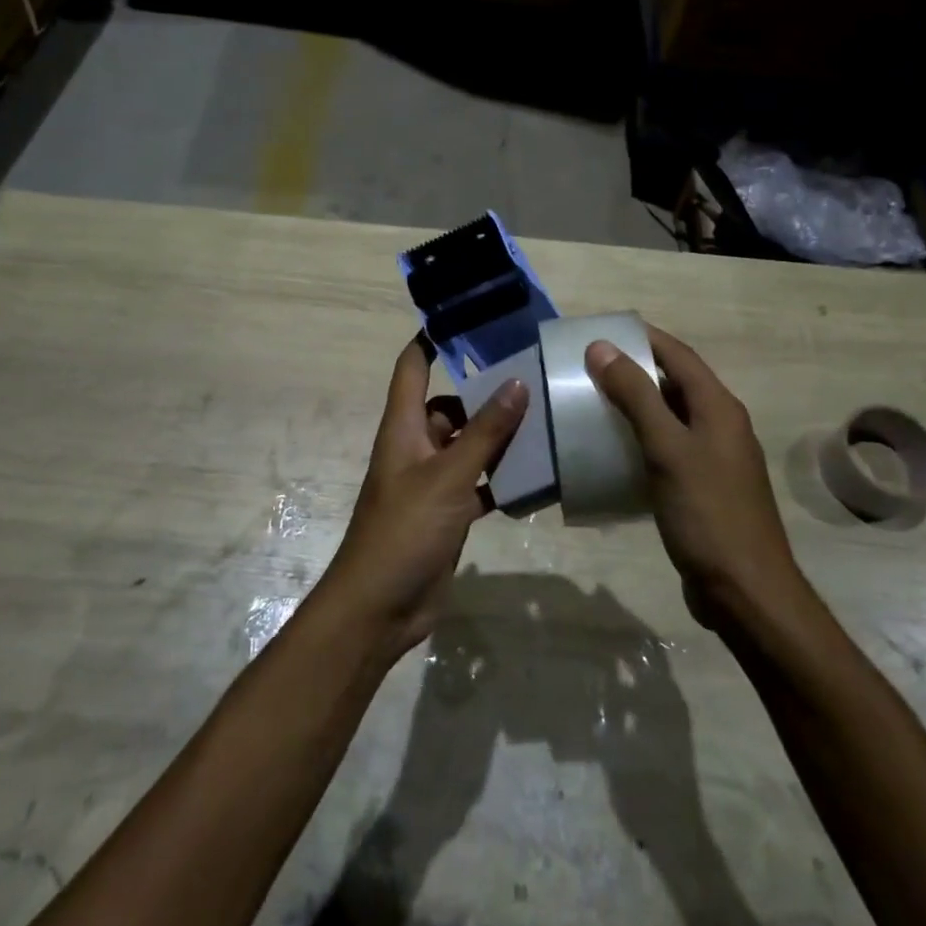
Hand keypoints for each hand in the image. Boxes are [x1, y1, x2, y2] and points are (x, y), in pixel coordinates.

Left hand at [317, 334, 527, 660]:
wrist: (381, 608)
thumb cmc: (406, 530)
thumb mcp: (449, 476)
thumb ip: (485, 431)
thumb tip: (516, 382)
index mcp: (403, 427)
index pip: (412, 366)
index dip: (432, 339)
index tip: (468, 317)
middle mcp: (416, 446)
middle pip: (448, 405)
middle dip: (484, 392)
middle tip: (532, 375)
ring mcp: (432, 481)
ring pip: (468, 445)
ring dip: (498, 437)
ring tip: (544, 419)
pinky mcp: (448, 512)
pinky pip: (479, 482)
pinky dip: (502, 477)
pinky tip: (538, 475)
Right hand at [585, 325, 798, 616]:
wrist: (747, 593)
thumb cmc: (707, 513)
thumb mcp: (667, 448)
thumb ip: (636, 395)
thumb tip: (602, 347)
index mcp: (719, 407)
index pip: (678, 355)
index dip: (642, 338)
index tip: (601, 331)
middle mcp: (721, 425)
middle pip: (675, 382)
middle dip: (634, 369)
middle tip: (588, 367)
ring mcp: (715, 459)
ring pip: (671, 417)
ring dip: (636, 405)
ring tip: (593, 402)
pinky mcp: (704, 488)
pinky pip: (669, 449)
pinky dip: (641, 440)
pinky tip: (614, 451)